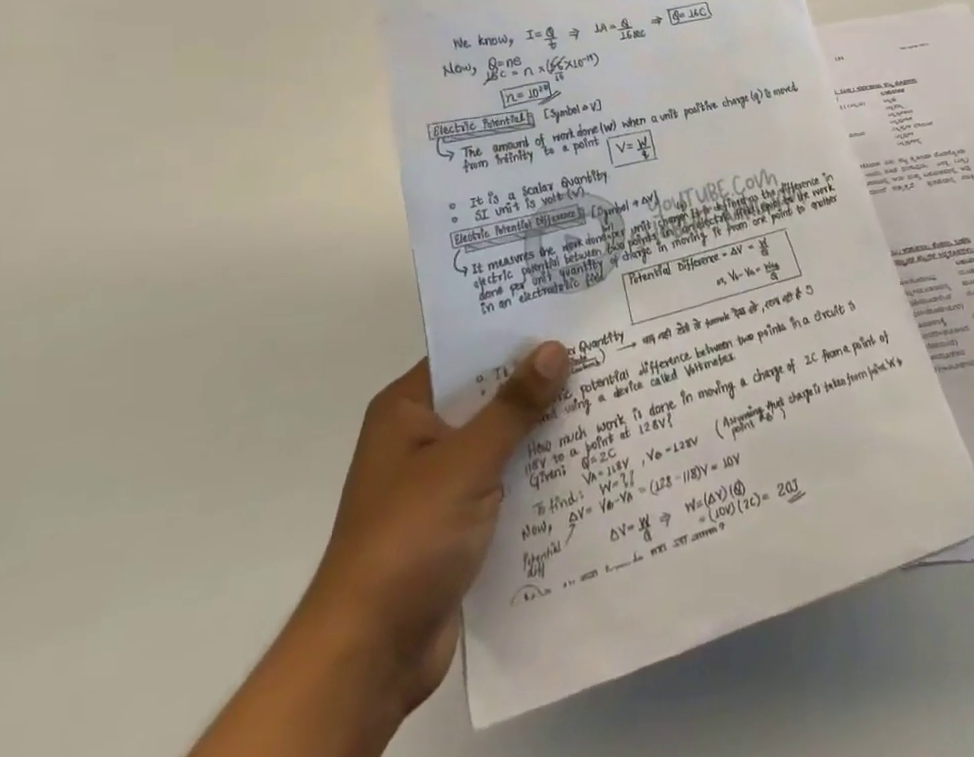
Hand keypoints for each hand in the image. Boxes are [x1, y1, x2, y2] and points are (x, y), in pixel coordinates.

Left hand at [293, 343, 570, 719]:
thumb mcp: (466, 463)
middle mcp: (422, 437)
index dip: (512, 335)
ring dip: (542, 427)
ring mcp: (440, 481)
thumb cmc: (408, 538)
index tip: (565, 317)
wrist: (370, 656)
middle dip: (537, 381)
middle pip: (488, 395)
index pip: (466, 354)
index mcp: (408, 410)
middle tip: (597, 353)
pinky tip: (582, 457)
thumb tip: (556, 348)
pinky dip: (536, 469)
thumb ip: (514, 406)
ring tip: (603, 397)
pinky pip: (505, 478)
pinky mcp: (459, 520)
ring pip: (501, 438)